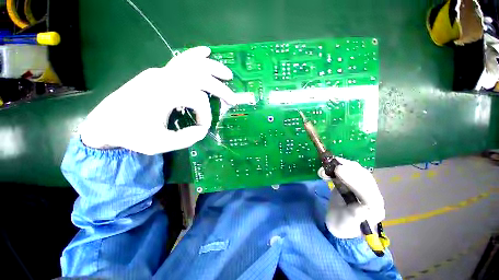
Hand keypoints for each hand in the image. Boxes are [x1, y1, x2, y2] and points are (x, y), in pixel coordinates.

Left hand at [79, 46, 236, 154]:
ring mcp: (161, 72)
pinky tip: (206, 51)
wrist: (106, 123)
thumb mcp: (158, 144)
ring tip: (228, 75)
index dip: (205, 115)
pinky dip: (195, 55)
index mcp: (164, 93)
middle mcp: (164, 77)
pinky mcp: (159, 73)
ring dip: (213, 68)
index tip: (203, 128)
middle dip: (220, 89)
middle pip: (201, 77)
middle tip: (233, 100)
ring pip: (193, 64)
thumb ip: (186, 138)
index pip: (197, 100)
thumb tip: (202, 130)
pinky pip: (180, 60)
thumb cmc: (130, 134)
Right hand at [318, 158, 384, 238]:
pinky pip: (353, 170)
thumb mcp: (346, 225)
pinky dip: (342, 165)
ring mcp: (365, 188)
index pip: (369, 193)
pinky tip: (333, 164)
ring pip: (360, 172)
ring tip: (331, 163)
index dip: (354, 180)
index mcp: (375, 209)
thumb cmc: (342, 225)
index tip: (338, 171)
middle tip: (333, 165)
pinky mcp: (357, 182)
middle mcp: (374, 196)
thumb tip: (361, 207)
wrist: (339, 222)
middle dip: (350, 169)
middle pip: (366, 178)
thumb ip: (354, 216)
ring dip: (345, 165)